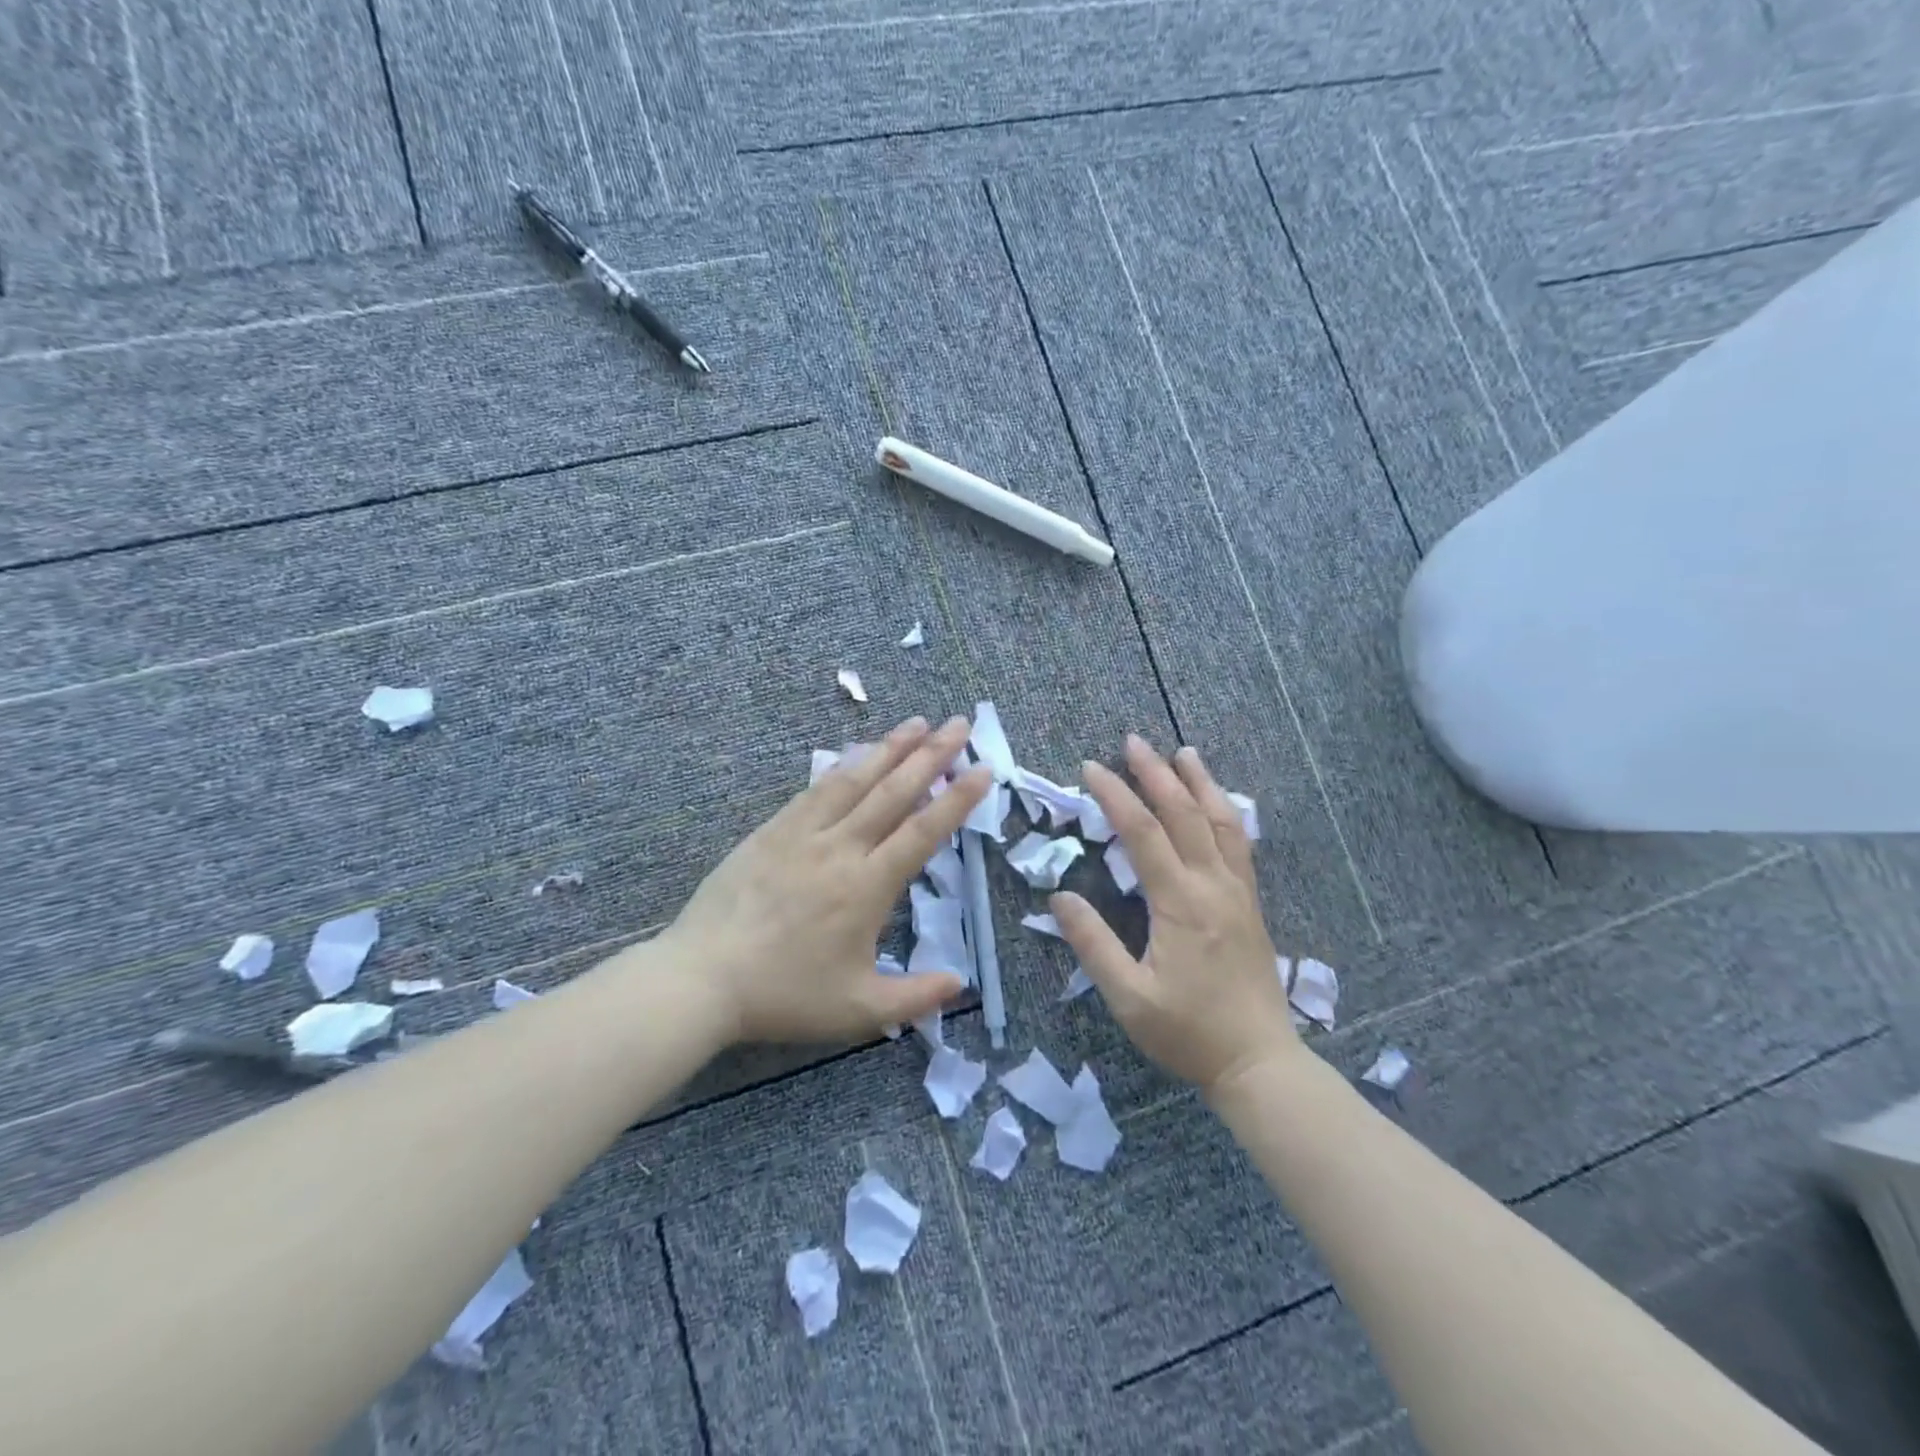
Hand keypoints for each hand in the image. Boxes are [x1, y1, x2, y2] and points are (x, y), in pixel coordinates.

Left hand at [663, 715, 990, 1045]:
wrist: (703, 978)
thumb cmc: (785, 995)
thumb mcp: (858, 1010)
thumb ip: (914, 997)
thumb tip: (960, 983)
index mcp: (867, 886)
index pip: (923, 832)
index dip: (957, 799)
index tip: (983, 769)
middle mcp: (840, 848)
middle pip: (893, 792)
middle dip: (932, 755)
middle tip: (959, 724)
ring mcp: (803, 833)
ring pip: (855, 780)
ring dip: (889, 748)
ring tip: (917, 723)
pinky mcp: (772, 831)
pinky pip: (816, 788)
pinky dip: (843, 766)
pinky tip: (856, 753)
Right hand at [1051, 736, 1300, 1092]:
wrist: (1259, 1062)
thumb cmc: (1188, 1032)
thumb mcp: (1128, 997)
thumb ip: (1093, 944)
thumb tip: (1060, 897)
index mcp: (1180, 904)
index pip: (1143, 833)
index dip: (1115, 795)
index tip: (1090, 768)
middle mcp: (1213, 886)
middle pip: (1185, 814)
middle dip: (1156, 773)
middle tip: (1132, 741)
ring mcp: (1238, 892)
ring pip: (1222, 821)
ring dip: (1200, 783)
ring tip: (1183, 752)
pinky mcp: (1251, 904)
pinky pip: (1240, 843)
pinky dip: (1226, 812)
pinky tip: (1219, 802)